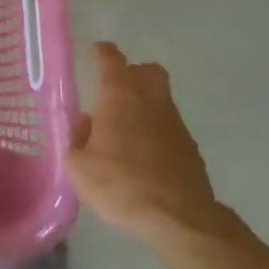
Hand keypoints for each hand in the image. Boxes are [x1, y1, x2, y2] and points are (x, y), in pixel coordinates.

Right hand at [69, 42, 228, 246]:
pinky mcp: (191, 148)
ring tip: (127, 131)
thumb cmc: (120, 184)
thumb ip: (77, 139)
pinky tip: (145, 157)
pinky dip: (157, 133)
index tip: (96, 50)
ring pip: (161, 99)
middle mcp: (151, 100)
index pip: (112, 59)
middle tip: (117, 89)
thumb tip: (85, 124)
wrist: (177, 218)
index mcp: (120, 96)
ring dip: (146, 105)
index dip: (103, 52)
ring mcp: (175, 123)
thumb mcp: (79, 166)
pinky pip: (170, 128)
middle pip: (149, 71)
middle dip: (134, 73)